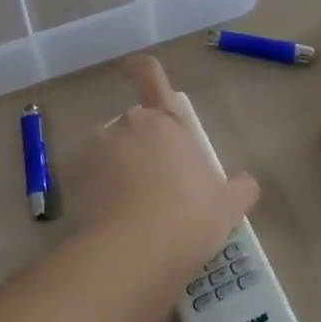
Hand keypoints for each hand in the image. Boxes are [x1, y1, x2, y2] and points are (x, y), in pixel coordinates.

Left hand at [76, 55, 259, 269]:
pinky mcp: (74, 176)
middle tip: (155, 185)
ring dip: (116, 169)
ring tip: (130, 210)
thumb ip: (240, 188)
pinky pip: (86, 177)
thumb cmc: (189, 218)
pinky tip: (110, 222)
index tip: (134, 72)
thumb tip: (246, 183)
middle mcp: (130, 123)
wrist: (136, 252)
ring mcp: (98, 148)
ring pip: (107, 151)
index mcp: (167, 122)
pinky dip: (95, 192)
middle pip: (133, 125)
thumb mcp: (228, 206)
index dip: (141, 69)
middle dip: (140, 147)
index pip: (150, 75)